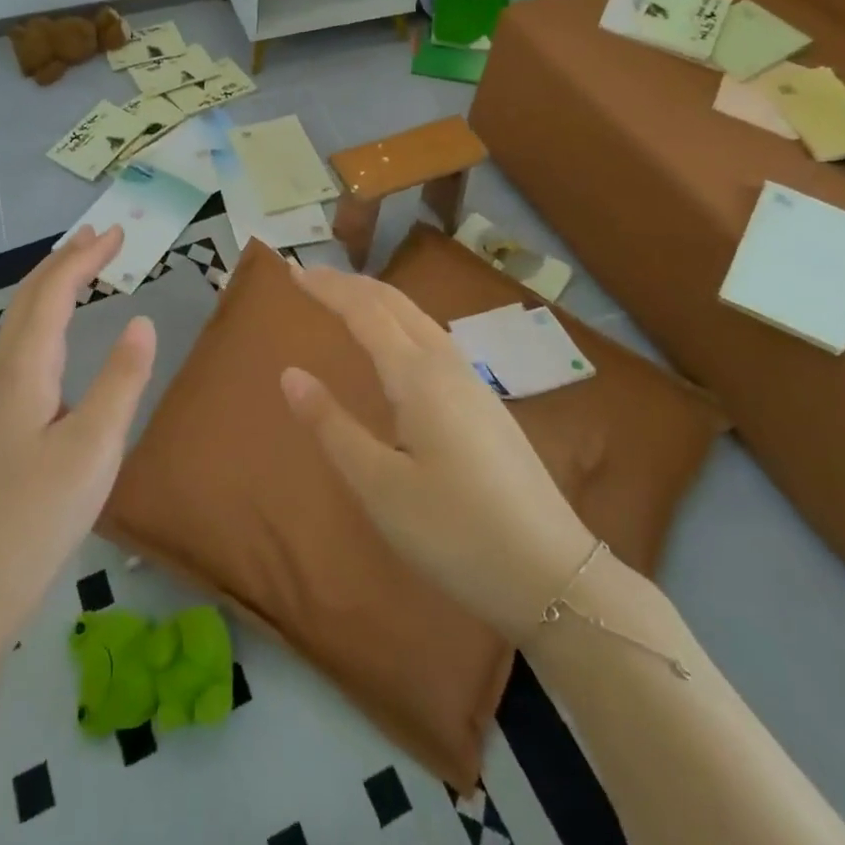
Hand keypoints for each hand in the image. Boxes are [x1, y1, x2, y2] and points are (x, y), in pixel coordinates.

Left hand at [0, 225, 153, 648]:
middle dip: (66, 260)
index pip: (53, 292)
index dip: (85, 257)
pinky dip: (46, 318)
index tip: (120, 232)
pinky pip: (23, 347)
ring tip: (81, 270)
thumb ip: (121, 382)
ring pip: (22, 323)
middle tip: (101, 237)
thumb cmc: (33, 519)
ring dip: (52, 287)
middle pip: (29, 298)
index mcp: (24, 369)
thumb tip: (142, 321)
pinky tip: (56, 339)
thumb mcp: (93, 449)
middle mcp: (3, 374)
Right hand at [280, 267, 596, 643]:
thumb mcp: (380, 487)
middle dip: (351, 284)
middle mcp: (447, 365)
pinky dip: (400, 321)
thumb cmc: (456, 533)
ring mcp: (473, 383)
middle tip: (311, 275)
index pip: (365, 311)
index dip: (327, 288)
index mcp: (418, 376)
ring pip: (418, 318)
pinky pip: (433, 338)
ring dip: (378, 299)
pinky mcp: (486, 405)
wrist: (554, 575)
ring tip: (347, 299)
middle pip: (395, 303)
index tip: (292, 270)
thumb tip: (290, 374)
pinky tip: (398, 345)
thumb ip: (332, 426)